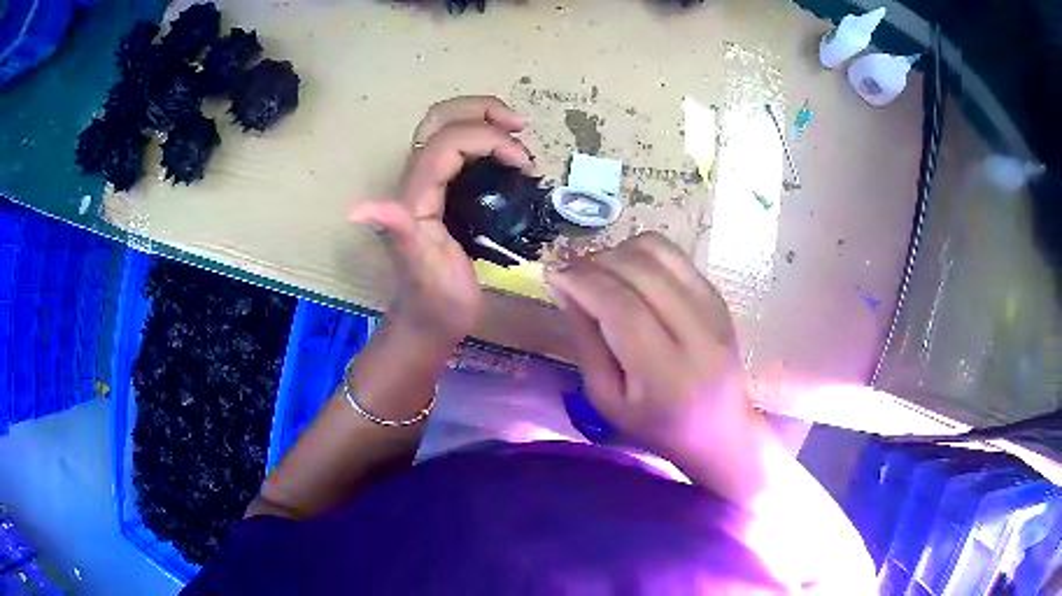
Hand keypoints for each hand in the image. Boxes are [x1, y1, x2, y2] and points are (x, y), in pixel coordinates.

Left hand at [349, 96, 533, 344]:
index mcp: (415, 194)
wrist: (430, 321)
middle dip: (483, 111)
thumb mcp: (421, 271)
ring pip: (449, 127)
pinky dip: (487, 138)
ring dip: (485, 119)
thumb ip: (397, 234)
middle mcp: (418, 180)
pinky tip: (510, 156)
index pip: (447, 141)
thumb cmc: (434, 301)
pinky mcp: (443, 192)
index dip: (488, 139)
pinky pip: (461, 148)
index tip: (523, 163)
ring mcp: (429, 183)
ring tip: (519, 140)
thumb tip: (359, 208)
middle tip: (521, 127)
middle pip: (441, 118)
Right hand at [545, 233, 770, 500]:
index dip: (583, 282)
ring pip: (659, 251)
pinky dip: (642, 254)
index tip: (554, 273)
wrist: (718, 427)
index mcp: (667, 374)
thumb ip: (587, 341)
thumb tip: (565, 287)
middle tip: (571, 273)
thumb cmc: (656, 424)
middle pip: (640, 271)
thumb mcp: (606, 398)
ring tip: (599, 272)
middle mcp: (697, 333)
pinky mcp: (717, 295)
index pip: (622, 308)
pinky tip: (628, 274)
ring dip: (619, 252)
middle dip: (595, 262)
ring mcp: (713, 308)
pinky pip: (674, 255)